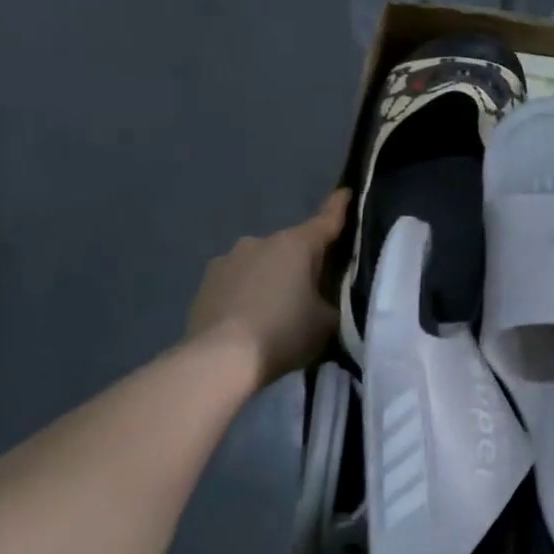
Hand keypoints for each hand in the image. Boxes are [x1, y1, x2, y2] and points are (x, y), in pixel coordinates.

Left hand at [186, 190, 350, 384]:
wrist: (219, 360)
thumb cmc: (284, 332)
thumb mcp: (327, 321)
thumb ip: (334, 302)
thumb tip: (328, 299)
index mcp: (297, 244)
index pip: (327, 218)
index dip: (340, 206)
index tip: (347, 192)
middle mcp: (261, 242)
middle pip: (293, 246)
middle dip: (305, 261)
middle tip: (315, 290)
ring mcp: (228, 260)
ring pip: (262, 263)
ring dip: (272, 277)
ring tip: (277, 310)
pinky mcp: (205, 283)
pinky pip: (238, 282)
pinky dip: (247, 293)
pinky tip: (250, 320)